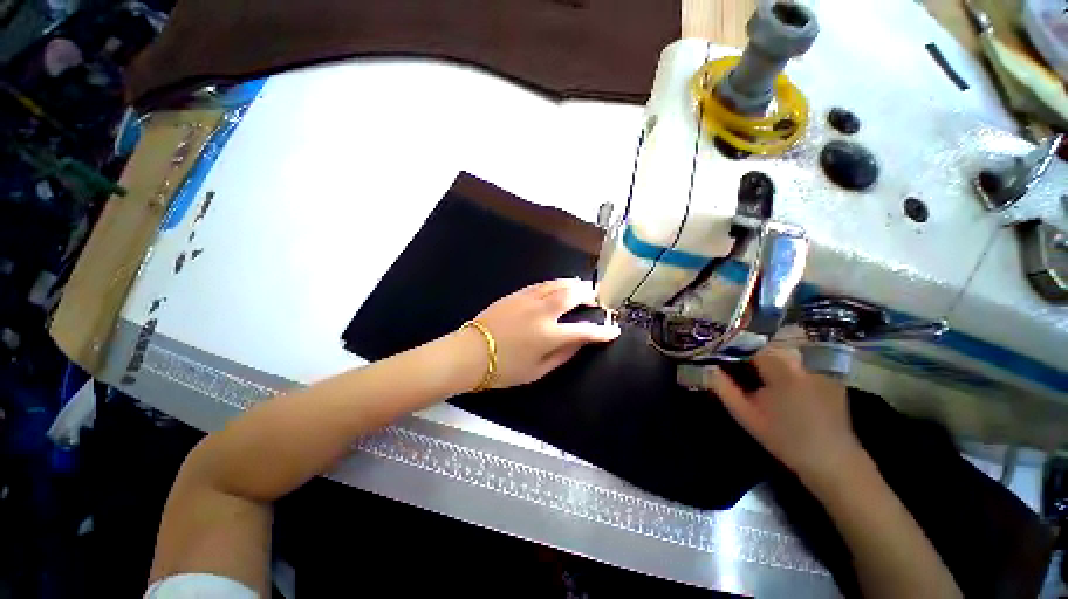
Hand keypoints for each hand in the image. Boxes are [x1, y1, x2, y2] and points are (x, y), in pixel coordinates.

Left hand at [461, 279, 620, 388]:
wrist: (470, 353)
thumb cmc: (504, 369)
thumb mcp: (537, 370)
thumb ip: (562, 355)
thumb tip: (579, 342)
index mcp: (549, 335)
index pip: (583, 330)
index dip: (601, 331)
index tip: (613, 329)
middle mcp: (542, 312)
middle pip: (571, 296)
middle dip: (588, 295)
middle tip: (596, 298)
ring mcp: (528, 299)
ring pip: (557, 285)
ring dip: (573, 284)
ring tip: (582, 287)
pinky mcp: (516, 295)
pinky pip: (541, 285)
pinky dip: (555, 284)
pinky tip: (558, 286)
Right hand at [707, 347, 864, 485]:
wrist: (833, 461)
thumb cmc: (785, 440)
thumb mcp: (746, 415)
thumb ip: (723, 388)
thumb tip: (706, 367)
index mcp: (781, 369)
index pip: (749, 344)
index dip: (732, 347)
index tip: (720, 354)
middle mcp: (803, 360)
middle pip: (767, 344)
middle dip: (749, 351)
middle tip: (734, 363)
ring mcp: (821, 364)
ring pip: (784, 349)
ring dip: (767, 356)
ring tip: (755, 370)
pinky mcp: (831, 372)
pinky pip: (801, 358)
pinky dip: (786, 362)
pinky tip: (781, 380)